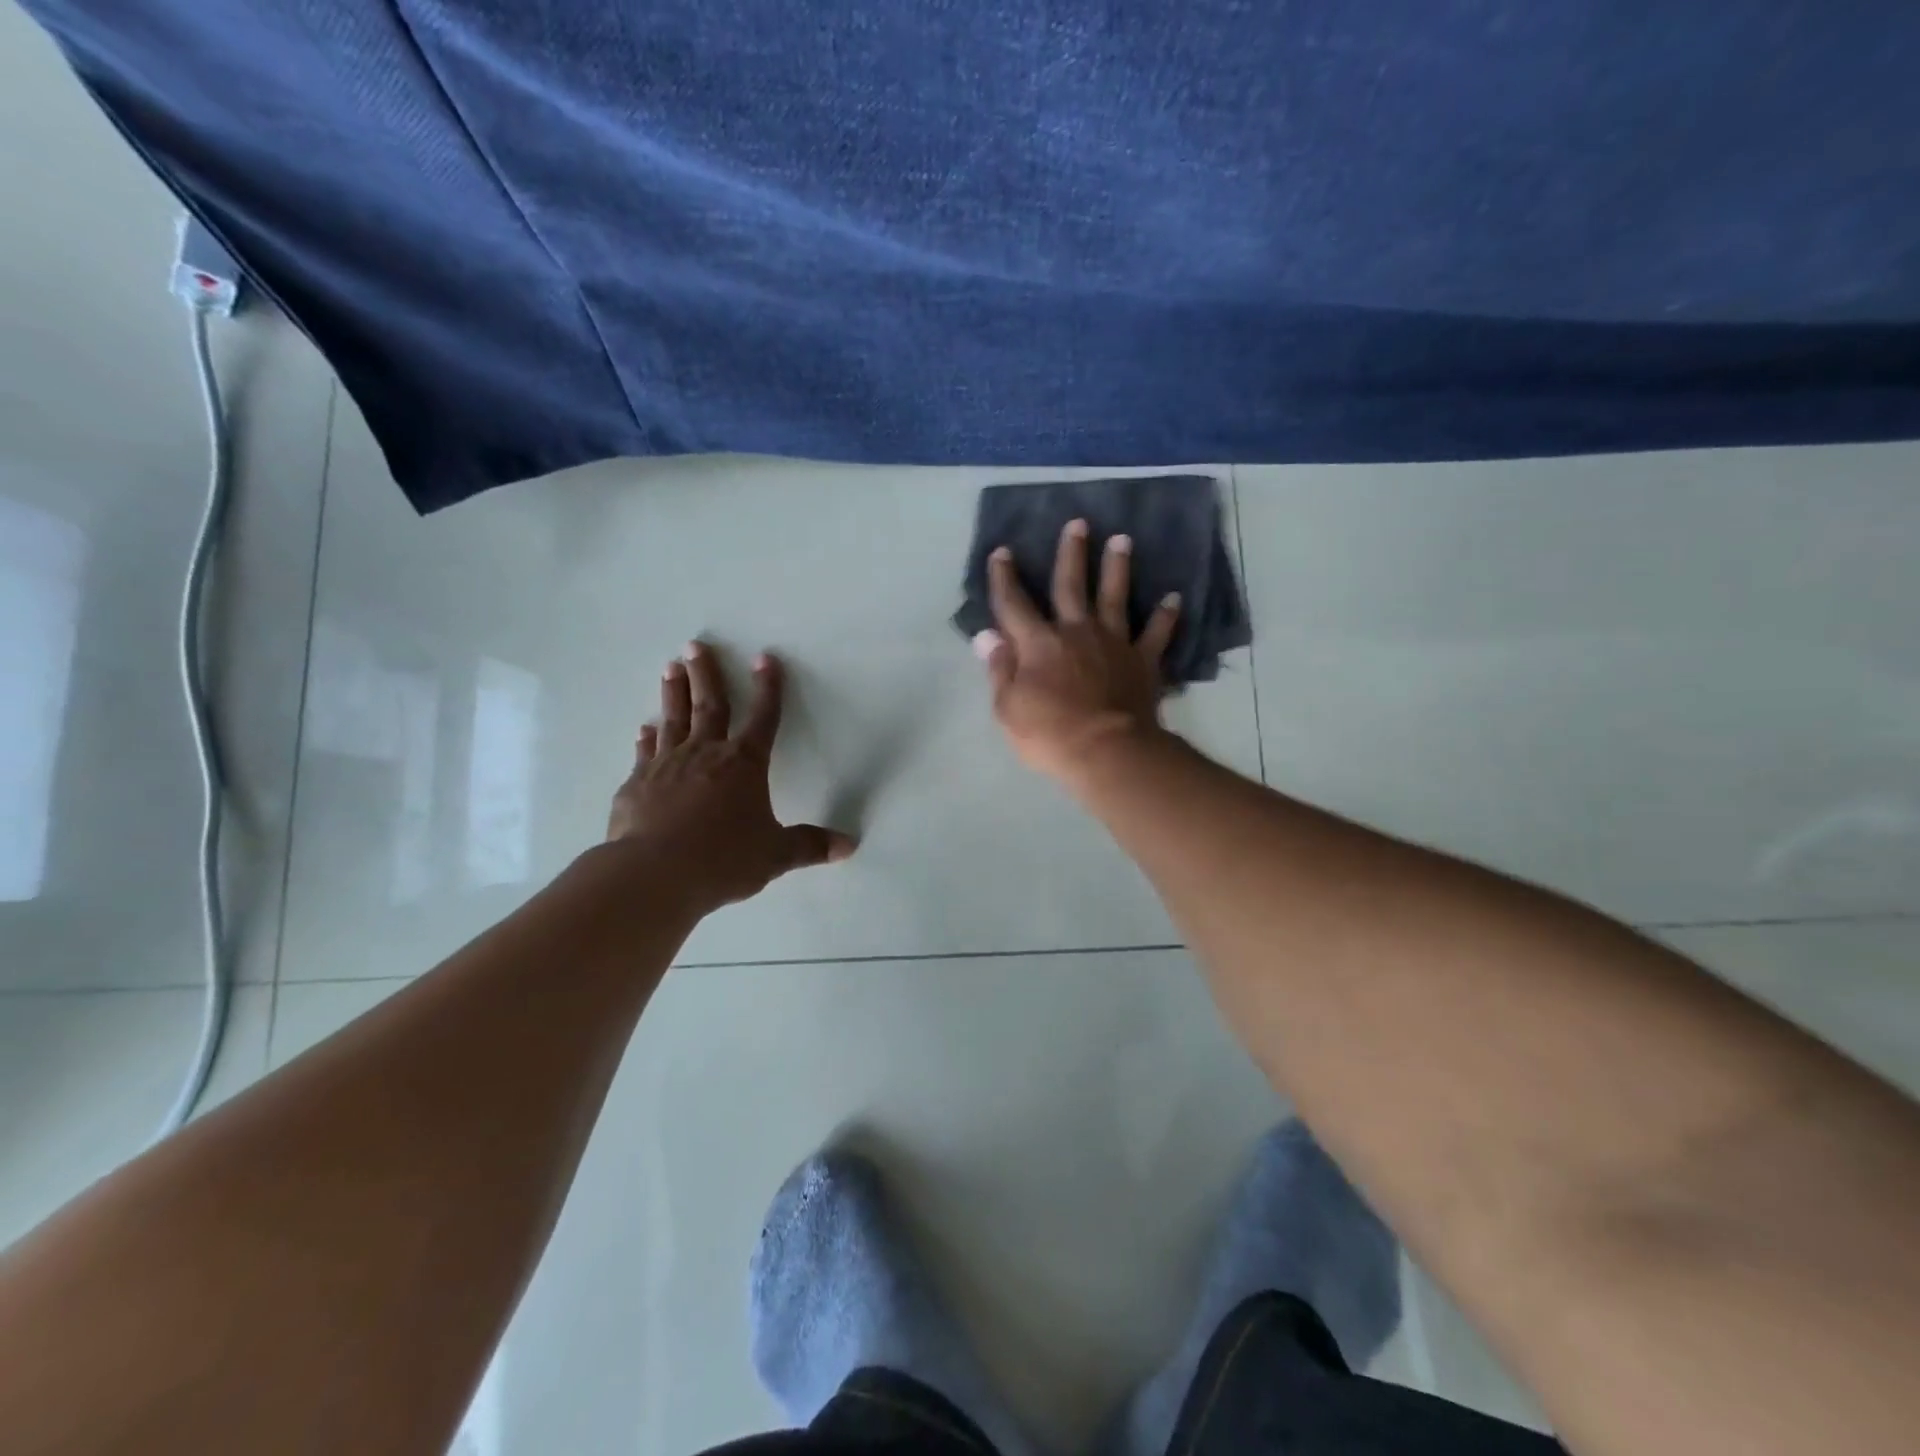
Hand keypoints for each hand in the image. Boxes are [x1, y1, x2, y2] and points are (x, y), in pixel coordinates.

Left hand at [606, 642, 853, 912]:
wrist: (654, 873)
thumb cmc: (723, 859)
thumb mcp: (774, 855)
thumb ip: (809, 845)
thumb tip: (849, 845)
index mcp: (745, 764)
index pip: (763, 718)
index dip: (768, 688)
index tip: (765, 658)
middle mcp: (706, 754)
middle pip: (710, 705)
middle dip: (707, 674)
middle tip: (696, 645)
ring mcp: (667, 765)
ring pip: (674, 720)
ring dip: (674, 692)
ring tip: (672, 668)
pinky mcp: (637, 784)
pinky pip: (646, 753)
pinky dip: (648, 738)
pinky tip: (644, 729)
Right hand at [973, 518, 1180, 780]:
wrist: (1108, 752)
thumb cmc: (1050, 735)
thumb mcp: (1008, 708)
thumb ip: (999, 669)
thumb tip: (987, 635)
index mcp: (1038, 644)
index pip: (1014, 604)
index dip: (1005, 578)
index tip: (1002, 552)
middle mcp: (1076, 632)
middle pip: (1071, 586)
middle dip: (1071, 553)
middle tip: (1078, 523)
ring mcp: (1113, 643)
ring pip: (1115, 597)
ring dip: (1118, 567)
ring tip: (1123, 540)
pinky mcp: (1143, 661)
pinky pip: (1156, 633)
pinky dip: (1165, 616)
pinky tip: (1174, 598)